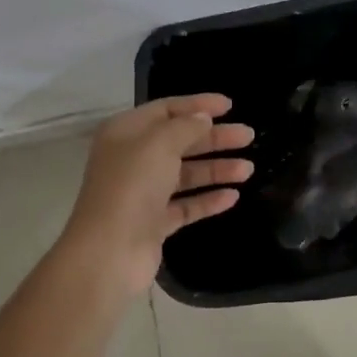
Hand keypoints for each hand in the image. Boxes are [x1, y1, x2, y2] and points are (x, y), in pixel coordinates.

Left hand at [61, 94, 254, 296]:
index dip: (198, 105)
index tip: (230, 106)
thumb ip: (186, 126)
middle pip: (181, 142)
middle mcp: (133, 159)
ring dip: (216, 169)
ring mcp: (143, 193)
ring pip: (186, 175)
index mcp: (127, 132)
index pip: (167, 109)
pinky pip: (186, 205)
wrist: (108, 251)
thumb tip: (203, 118)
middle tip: (248, 136)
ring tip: (248, 169)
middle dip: (215, 138)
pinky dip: (208, 200)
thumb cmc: (132, 185)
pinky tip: (233, 197)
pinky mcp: (154, 223)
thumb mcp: (160, 143)